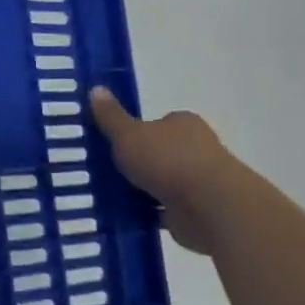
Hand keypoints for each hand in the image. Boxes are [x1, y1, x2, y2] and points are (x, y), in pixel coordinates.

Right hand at [88, 88, 239, 255]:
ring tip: (110, 197)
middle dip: (138, 163)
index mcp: (182, 123)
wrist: (209, 205)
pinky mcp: (198, 209)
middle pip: (160, 152)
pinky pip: (166, 208)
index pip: (157, 124)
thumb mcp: (128, 134)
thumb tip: (96, 88)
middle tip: (106, 171)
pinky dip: (150, 212)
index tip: (113, 146)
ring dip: (143, 189)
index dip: (134, 134)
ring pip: (163, 182)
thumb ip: (111, 117)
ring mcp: (199, 180)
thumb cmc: (168, 160)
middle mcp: (196, 147)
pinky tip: (128, 216)